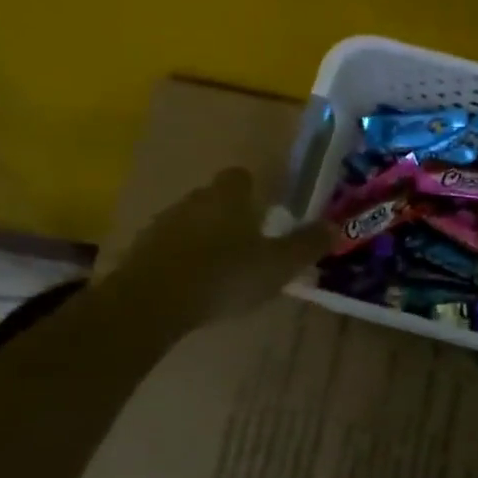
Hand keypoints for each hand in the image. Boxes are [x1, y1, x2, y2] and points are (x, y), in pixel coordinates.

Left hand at [110, 169, 328, 328]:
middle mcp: (194, 200)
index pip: (241, 177)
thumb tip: (334, 226)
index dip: (254, 190)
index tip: (266, 211)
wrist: (153, 301)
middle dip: (231, 216)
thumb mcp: (278, 265)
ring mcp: (163, 224)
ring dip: (206, 238)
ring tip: (223, 269)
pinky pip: (170, 248)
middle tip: (251, 244)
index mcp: (228, 197)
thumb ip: (306, 245)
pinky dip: (184, 259)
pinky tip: (194, 285)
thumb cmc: (225, 275)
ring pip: (192, 223)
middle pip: (215, 199)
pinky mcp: (143, 250)